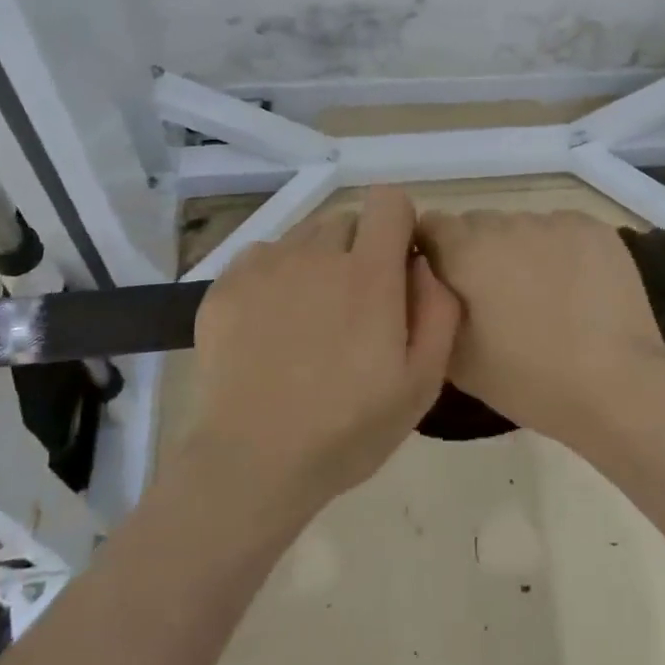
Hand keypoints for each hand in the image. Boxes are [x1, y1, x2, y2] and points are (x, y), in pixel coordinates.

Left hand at [188, 187, 459, 511]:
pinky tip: (271, 323)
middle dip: (359, 248)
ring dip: (317, 260)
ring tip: (310, 316)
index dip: (399, 225)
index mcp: (368, 273)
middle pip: (347, 219)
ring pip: (304, 235)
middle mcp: (316, 254)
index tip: (397, 264)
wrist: (251, 464)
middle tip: (354, 304)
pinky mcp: (226, 285)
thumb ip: (438, 310)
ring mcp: (265, 266)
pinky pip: (262, 255)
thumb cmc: (347, 430)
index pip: (388, 200)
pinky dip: (275, 275)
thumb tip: (422, 262)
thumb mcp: (422, 383)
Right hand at [415, 209, 664, 445]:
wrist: (617, 385)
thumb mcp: (456, 359)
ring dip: (520, 250)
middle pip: (477, 224)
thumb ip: (432, 308)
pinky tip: (576, 289)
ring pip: (521, 226)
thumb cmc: (529, 379)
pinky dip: (560, 251)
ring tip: (543, 296)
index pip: (431, 225)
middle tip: (496, 298)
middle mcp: (506, 222)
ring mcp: (554, 221)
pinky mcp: (593, 227)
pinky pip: (560, 230)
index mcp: (466, 250)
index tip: (448, 284)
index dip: (434, 252)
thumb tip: (430, 282)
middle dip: (478, 252)